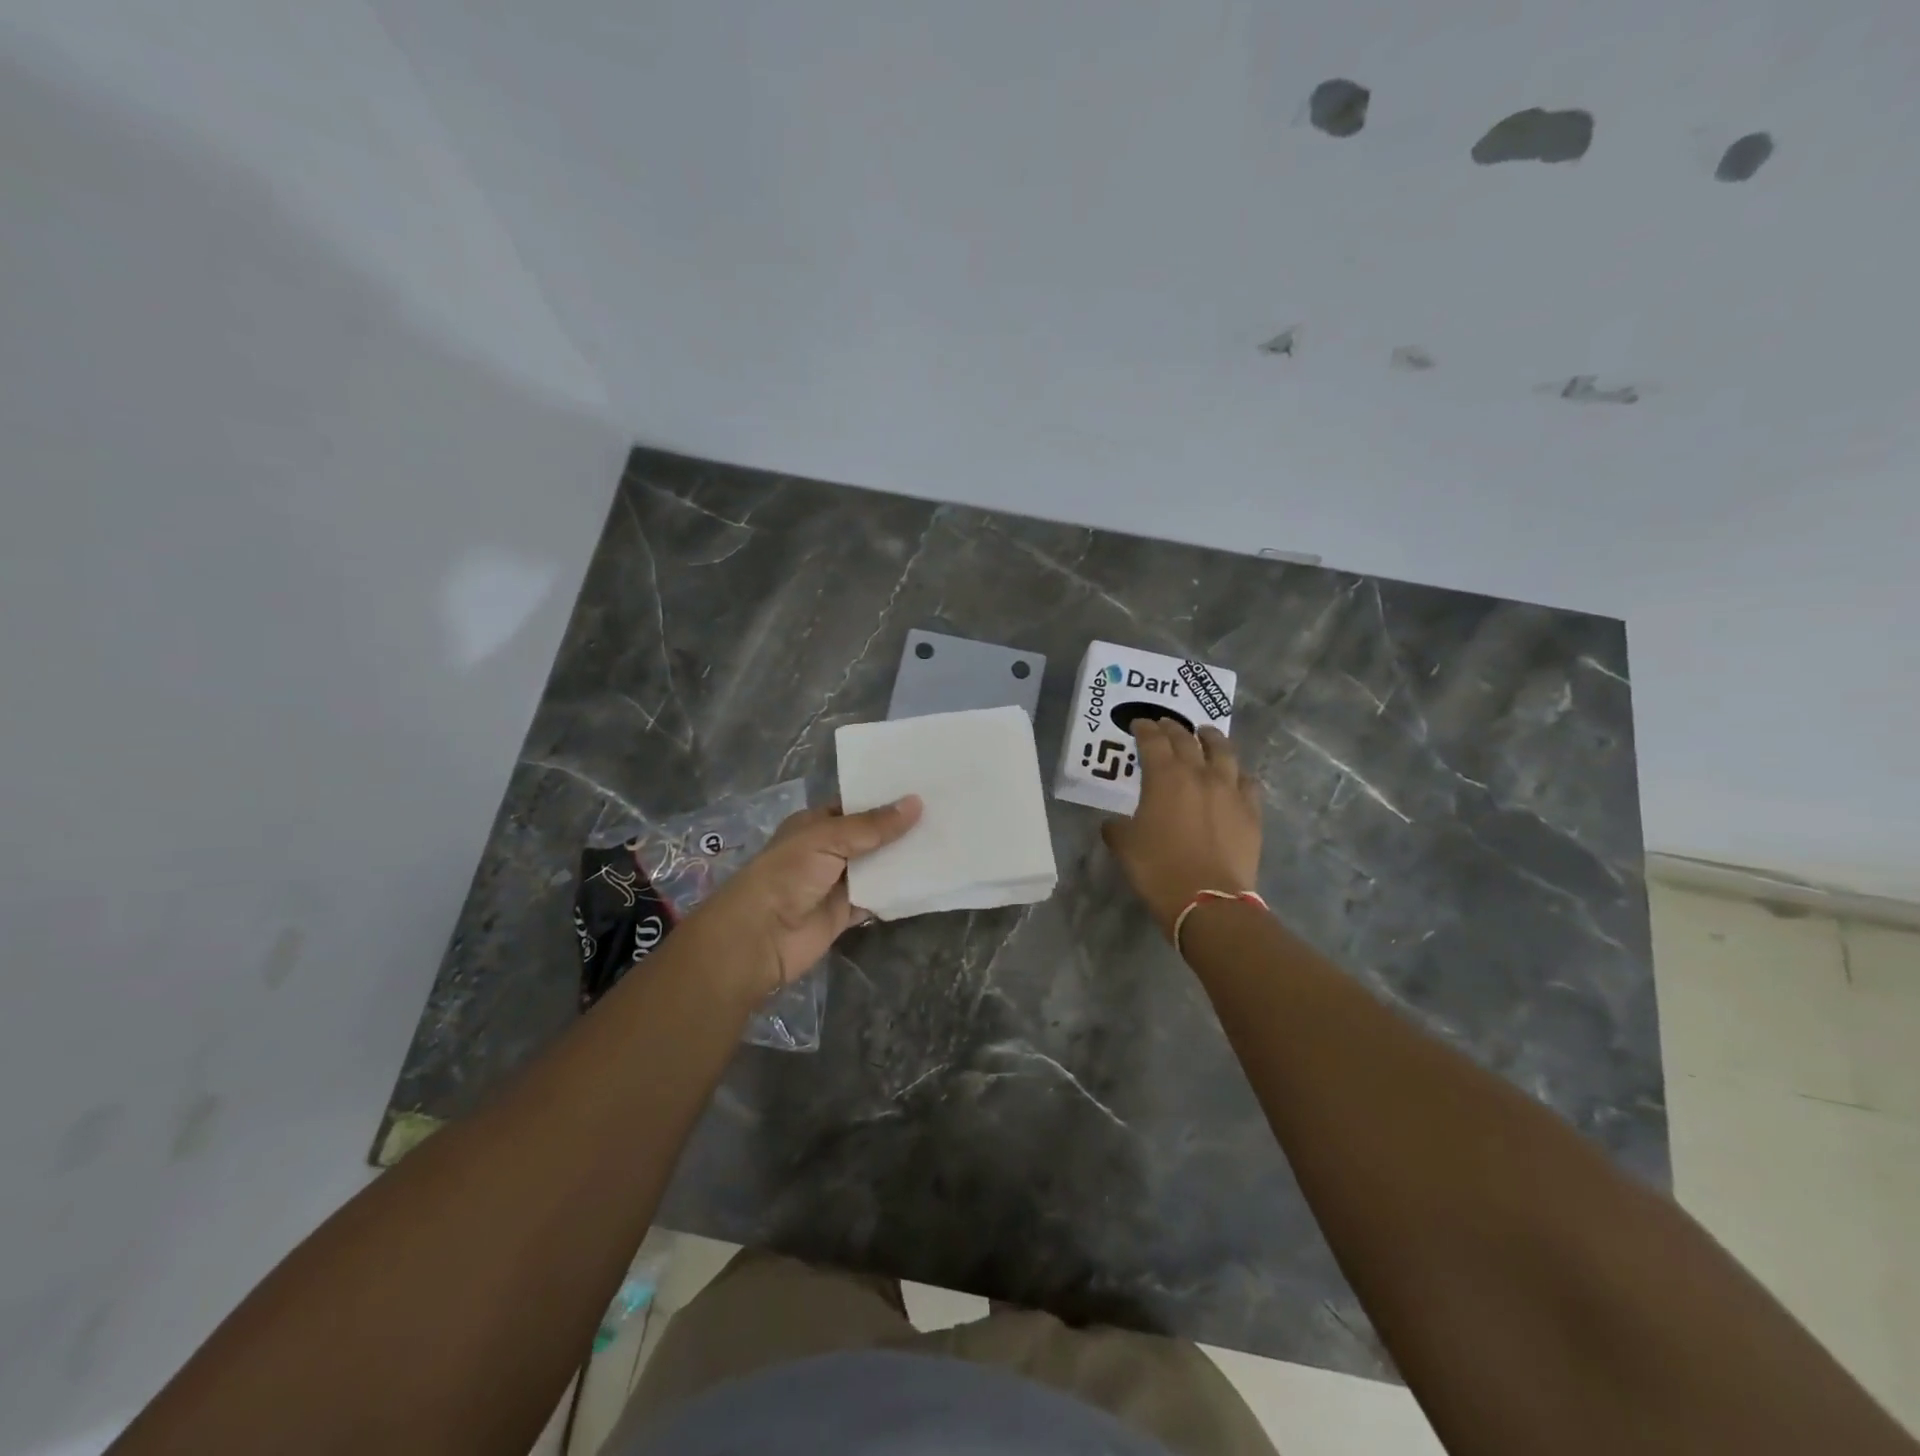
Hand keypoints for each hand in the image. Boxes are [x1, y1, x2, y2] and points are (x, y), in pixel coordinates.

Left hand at [689, 796, 922, 998]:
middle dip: (901, 829)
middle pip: (871, 837)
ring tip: (946, 842)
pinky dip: (898, 892)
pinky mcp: (846, 913)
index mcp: (815, 824)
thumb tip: (916, 803)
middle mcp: (827, 850)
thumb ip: (873, 826)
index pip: (856, 806)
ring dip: (903, 860)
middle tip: (945, 814)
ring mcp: (837, 883)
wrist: (760, 938)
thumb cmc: (787, 874)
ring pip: (877, 867)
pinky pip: (878, 898)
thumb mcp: (828, 838)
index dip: (886, 799)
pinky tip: (928, 880)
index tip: (924, 789)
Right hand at [1102, 721, 1262, 939]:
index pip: (1153, 741)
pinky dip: (1238, 773)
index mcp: (1165, 777)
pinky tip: (1235, 776)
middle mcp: (1199, 774)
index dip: (1145, 729)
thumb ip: (1117, 827)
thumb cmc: (1158, 869)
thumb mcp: (1125, 847)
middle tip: (1166, 724)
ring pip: (1224, 752)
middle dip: (1174, 729)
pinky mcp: (1251, 811)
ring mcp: (1230, 791)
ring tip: (1206, 734)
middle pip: (1187, 740)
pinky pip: (1248, 782)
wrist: (1207, 900)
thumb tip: (1115, 823)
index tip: (1140, 724)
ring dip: (1212, 739)